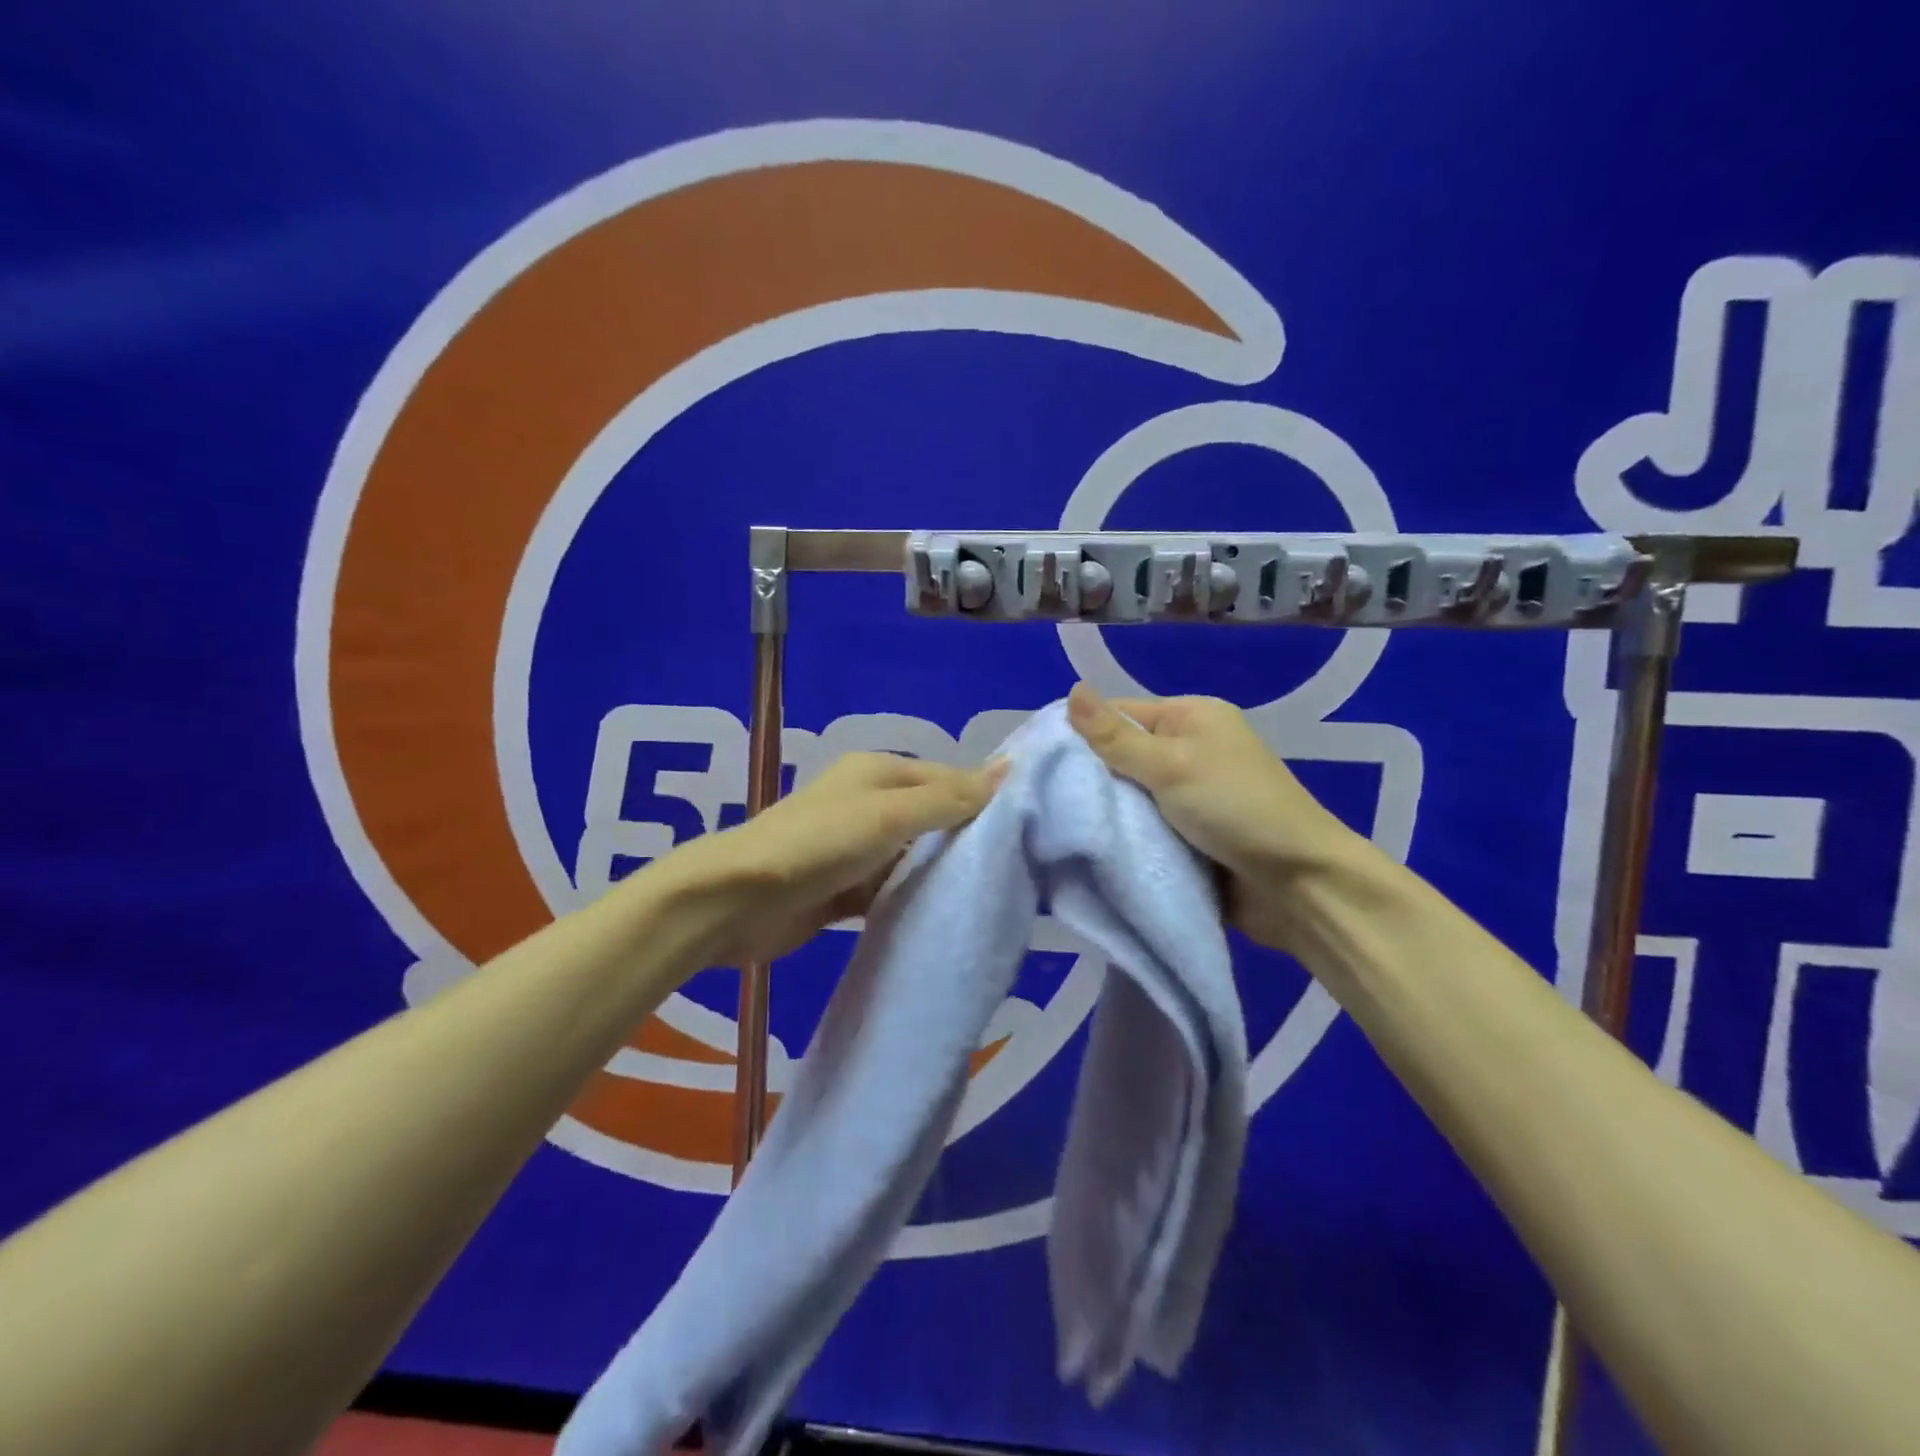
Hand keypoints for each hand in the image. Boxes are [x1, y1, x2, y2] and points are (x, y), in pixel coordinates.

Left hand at [671, 751, 1004, 965]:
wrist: (738, 901)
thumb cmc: (819, 844)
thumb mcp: (889, 815)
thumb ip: (948, 798)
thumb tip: (1009, 769)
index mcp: (878, 773)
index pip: (947, 779)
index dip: (984, 799)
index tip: (1028, 828)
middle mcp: (869, 803)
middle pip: (932, 817)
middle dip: (967, 838)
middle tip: (1019, 866)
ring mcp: (855, 848)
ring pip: (914, 856)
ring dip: (941, 872)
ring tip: (994, 892)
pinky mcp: (845, 888)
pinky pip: (891, 888)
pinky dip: (913, 898)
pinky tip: (945, 915)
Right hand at [1066, 683, 1367, 950]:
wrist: (1298, 886)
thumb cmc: (1235, 809)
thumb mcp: (1170, 765)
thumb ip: (1115, 736)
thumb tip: (1072, 689)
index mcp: (1191, 718)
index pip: (1120, 714)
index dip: (1079, 733)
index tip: (1037, 759)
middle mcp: (1189, 750)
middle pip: (1122, 756)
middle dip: (1089, 778)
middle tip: (1042, 798)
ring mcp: (1190, 795)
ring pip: (1130, 796)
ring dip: (1106, 812)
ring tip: (1057, 824)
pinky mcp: (1189, 834)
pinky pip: (1145, 827)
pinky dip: (1125, 835)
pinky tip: (1090, 845)